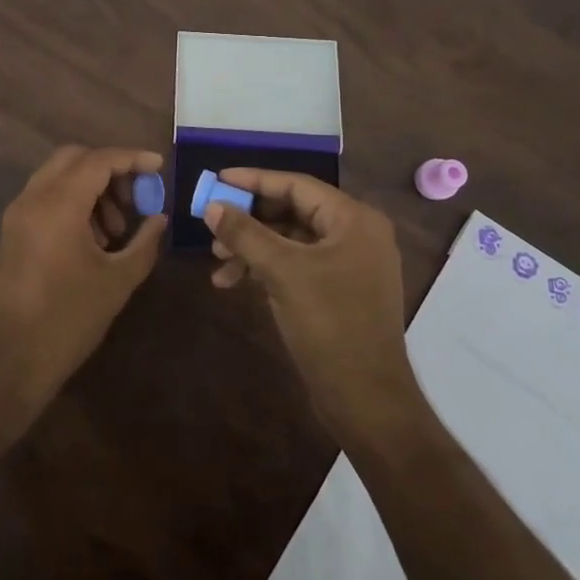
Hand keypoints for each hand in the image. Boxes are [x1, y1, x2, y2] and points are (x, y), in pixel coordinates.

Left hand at [0, 146, 167, 421]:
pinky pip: (45, 198)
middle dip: (109, 169)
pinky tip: (92, 239)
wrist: (9, 358)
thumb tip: (159, 218)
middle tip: (135, 197)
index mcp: (59, 204)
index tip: (159, 167)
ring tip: (115, 229)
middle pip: (74, 158)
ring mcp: (18, 214)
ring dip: (90, 188)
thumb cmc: (68, 318)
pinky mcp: (12, 232)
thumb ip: (144, 242)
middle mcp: (33, 198)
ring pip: (58, 177)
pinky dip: (72, 202)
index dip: (132, 159)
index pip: (99, 160)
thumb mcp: (118, 280)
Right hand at [206, 170, 418, 441]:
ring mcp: (349, 264)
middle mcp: (356, 234)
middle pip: (292, 211)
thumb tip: (211, 206)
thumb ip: (245, 233)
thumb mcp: (282, 272)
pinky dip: (266, 269)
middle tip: (213, 226)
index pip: (296, 185)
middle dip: (249, 220)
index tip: (218, 179)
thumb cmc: (330, 324)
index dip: (254, 180)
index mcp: (354, 219)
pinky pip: (297, 264)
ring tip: (217, 260)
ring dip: (252, 247)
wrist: (367, 400)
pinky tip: (233, 282)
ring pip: (290, 240)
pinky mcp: (339, 290)